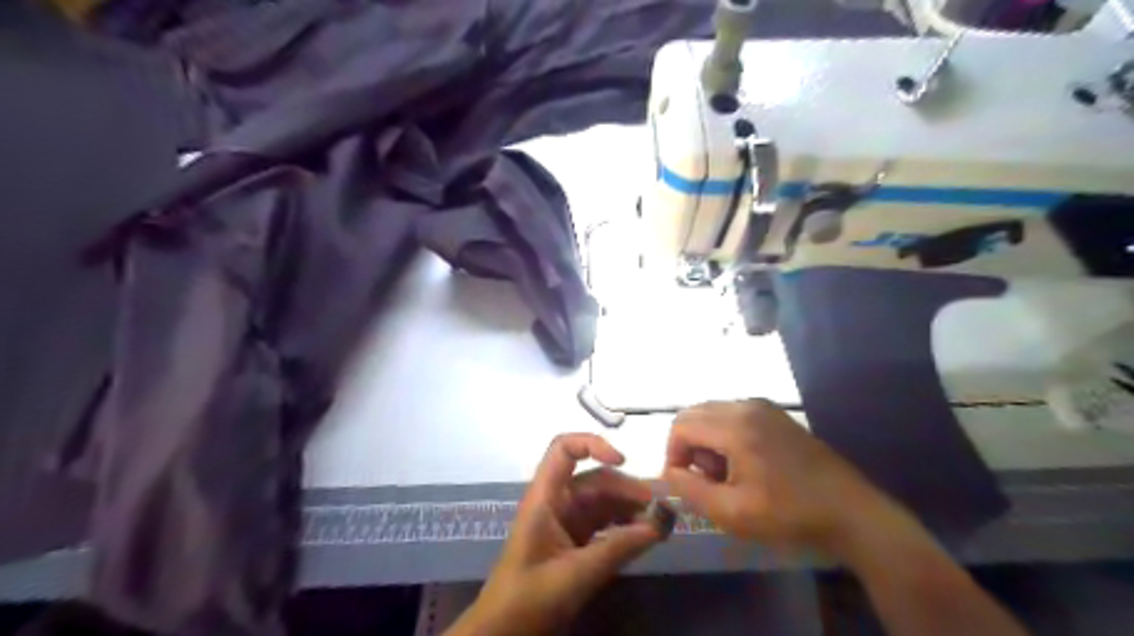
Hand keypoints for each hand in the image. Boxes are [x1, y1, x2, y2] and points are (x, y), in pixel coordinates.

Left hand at [452, 433, 665, 635]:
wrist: (505, 633)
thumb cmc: (529, 599)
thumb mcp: (576, 574)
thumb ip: (619, 548)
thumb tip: (661, 524)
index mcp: (545, 497)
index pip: (564, 449)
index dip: (592, 444)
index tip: (623, 460)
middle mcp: (557, 501)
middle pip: (595, 478)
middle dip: (627, 488)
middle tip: (662, 506)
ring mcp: (567, 520)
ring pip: (604, 501)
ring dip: (631, 508)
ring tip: (661, 522)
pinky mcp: (576, 540)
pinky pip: (605, 522)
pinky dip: (625, 526)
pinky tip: (645, 535)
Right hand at [667, 401, 905, 559]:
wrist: (850, 511)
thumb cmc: (790, 514)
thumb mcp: (733, 513)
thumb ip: (691, 490)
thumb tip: (668, 473)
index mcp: (735, 426)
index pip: (681, 425)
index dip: (673, 454)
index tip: (684, 483)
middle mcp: (746, 406)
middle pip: (694, 414)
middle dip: (688, 446)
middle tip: (704, 479)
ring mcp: (764, 406)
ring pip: (713, 413)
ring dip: (706, 440)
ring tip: (725, 475)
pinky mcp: (776, 414)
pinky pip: (733, 415)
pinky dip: (725, 434)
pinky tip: (743, 463)